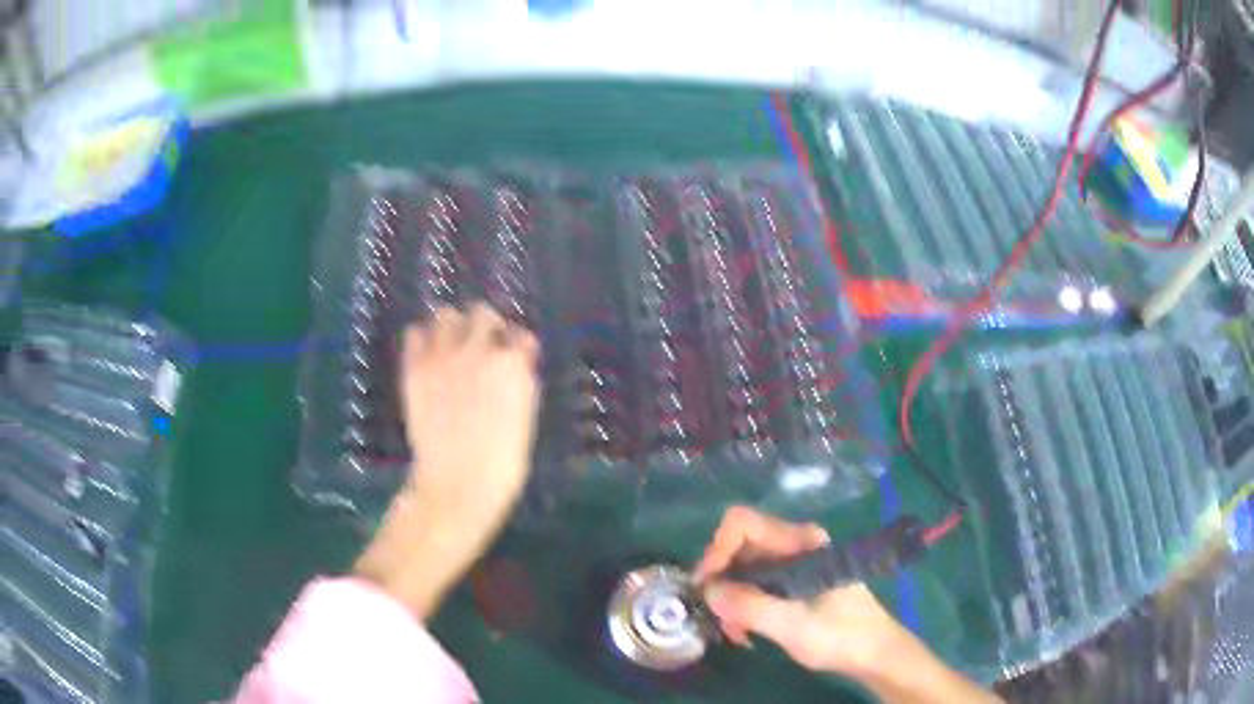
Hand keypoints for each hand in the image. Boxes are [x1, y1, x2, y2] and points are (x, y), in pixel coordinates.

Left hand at [355, 303, 540, 619]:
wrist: (458, 484)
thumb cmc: (502, 462)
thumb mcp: (526, 418)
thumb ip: (522, 383)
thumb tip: (518, 361)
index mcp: (512, 365)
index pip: (520, 334)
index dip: (517, 345)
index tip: (515, 355)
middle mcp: (478, 351)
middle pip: (482, 314)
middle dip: (486, 325)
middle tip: (483, 346)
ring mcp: (442, 357)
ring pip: (446, 315)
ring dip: (453, 326)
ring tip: (452, 346)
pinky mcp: (415, 369)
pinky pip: (414, 334)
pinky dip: (422, 339)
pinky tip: (427, 356)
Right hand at [695, 507, 1000, 703]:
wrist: (873, 652)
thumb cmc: (841, 635)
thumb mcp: (794, 626)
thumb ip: (751, 607)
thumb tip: (708, 591)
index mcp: (801, 542)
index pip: (742, 523)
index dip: (717, 550)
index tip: (706, 588)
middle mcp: (794, 544)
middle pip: (738, 546)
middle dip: (721, 581)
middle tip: (717, 618)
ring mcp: (793, 562)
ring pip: (742, 568)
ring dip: (730, 598)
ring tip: (734, 633)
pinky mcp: (791, 581)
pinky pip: (754, 583)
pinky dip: (742, 605)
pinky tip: (745, 631)